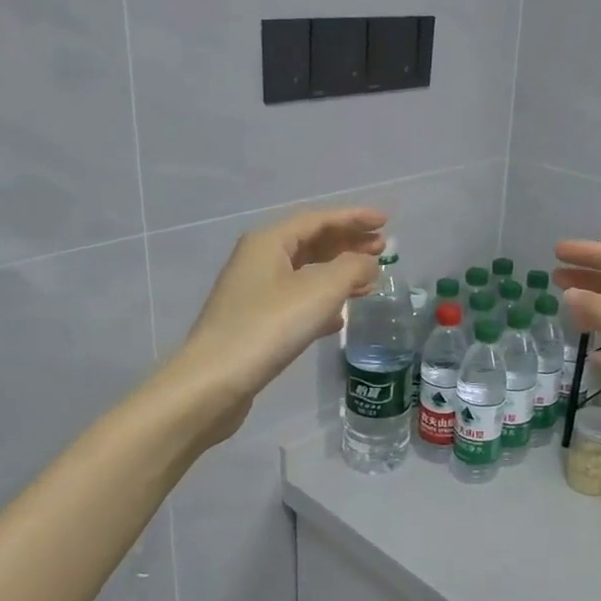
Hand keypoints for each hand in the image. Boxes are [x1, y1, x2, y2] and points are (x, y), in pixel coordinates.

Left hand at [171, 207, 386, 442]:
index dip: (353, 218)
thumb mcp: (320, 291)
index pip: (318, 219)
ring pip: (305, 274)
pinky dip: (322, 302)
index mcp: (269, 242)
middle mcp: (258, 260)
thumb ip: (352, 269)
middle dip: (348, 244)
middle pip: (311, 243)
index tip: (385, 221)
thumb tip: (367, 263)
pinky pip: (296, 301)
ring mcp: (254, 292)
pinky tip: (340, 317)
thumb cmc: (269, 326)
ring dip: (338, 274)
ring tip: (370, 282)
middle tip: (383, 249)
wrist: (215, 381)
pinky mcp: (255, 322)